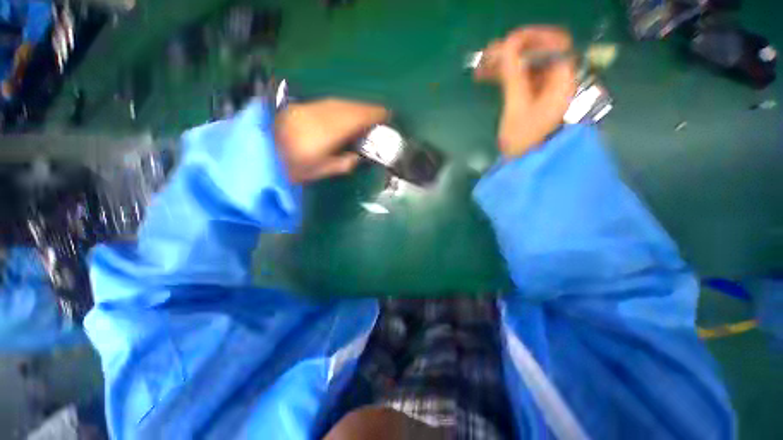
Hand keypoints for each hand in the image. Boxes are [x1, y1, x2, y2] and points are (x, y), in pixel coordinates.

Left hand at [275, 99, 388, 182]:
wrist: (258, 153)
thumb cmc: (292, 167)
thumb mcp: (321, 171)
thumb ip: (343, 163)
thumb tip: (358, 157)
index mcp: (328, 131)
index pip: (357, 117)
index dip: (374, 114)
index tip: (388, 116)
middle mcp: (322, 114)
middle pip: (351, 106)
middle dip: (368, 110)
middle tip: (380, 117)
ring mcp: (311, 107)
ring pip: (341, 103)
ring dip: (356, 107)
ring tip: (366, 116)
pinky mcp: (303, 106)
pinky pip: (330, 103)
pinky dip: (343, 107)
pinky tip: (346, 115)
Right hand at [474, 26, 576, 157]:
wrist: (527, 164)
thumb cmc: (525, 140)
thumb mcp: (517, 108)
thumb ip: (513, 76)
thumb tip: (506, 46)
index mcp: (562, 80)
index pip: (554, 43)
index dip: (531, 38)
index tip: (506, 43)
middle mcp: (557, 79)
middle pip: (537, 53)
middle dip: (511, 51)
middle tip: (486, 56)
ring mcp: (545, 89)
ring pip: (526, 66)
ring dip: (504, 64)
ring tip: (481, 68)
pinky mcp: (533, 98)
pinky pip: (520, 79)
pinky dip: (504, 76)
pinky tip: (487, 77)